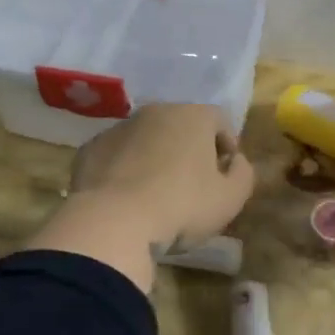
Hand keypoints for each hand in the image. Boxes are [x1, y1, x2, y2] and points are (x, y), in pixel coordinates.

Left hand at [68, 103, 254, 247]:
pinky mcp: (91, 149)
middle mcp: (155, 112)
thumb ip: (243, 173)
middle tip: (192, 184)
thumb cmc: (182, 207)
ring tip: (157, 193)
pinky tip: (127, 197)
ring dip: (155, 157)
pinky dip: (125, 169)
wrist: (113, 223)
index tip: (225, 174)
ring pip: (146, 138)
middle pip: (181, 126)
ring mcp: (119, 128)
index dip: (227, 146)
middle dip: (189, 149)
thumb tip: (236, 161)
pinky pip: (117, 155)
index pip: (219, 121)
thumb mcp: (231, 198)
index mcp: (193, 116)